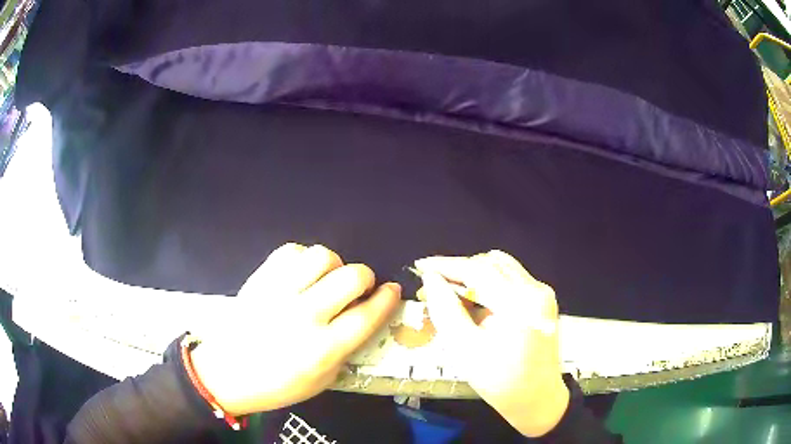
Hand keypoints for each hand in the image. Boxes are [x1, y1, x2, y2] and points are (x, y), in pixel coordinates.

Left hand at [190, 243, 400, 415]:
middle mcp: (304, 316)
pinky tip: (300, 275)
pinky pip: (291, 251)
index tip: (392, 290)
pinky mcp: (259, 279)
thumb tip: (366, 316)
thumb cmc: (278, 385)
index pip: (368, 314)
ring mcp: (278, 293)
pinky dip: (303, 259)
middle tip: (357, 289)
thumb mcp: (323, 380)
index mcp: (323, 349)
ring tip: (325, 281)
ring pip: (322, 256)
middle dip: (364, 278)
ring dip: (333, 266)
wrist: (226, 373)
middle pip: (351, 277)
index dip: (387, 298)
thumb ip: (348, 348)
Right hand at [415, 250, 568, 437]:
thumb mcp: (465, 350)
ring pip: (501, 267)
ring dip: (473, 274)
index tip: (420, 266)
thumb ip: (446, 310)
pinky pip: (511, 278)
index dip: (446, 265)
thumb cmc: (501, 382)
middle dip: (458, 270)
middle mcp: (536, 290)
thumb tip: (431, 279)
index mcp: (519, 304)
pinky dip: (489, 282)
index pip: (478, 270)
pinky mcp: (543, 299)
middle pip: (491, 263)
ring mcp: (543, 293)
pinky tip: (474, 299)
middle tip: (433, 287)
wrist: (538, 399)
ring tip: (451, 292)